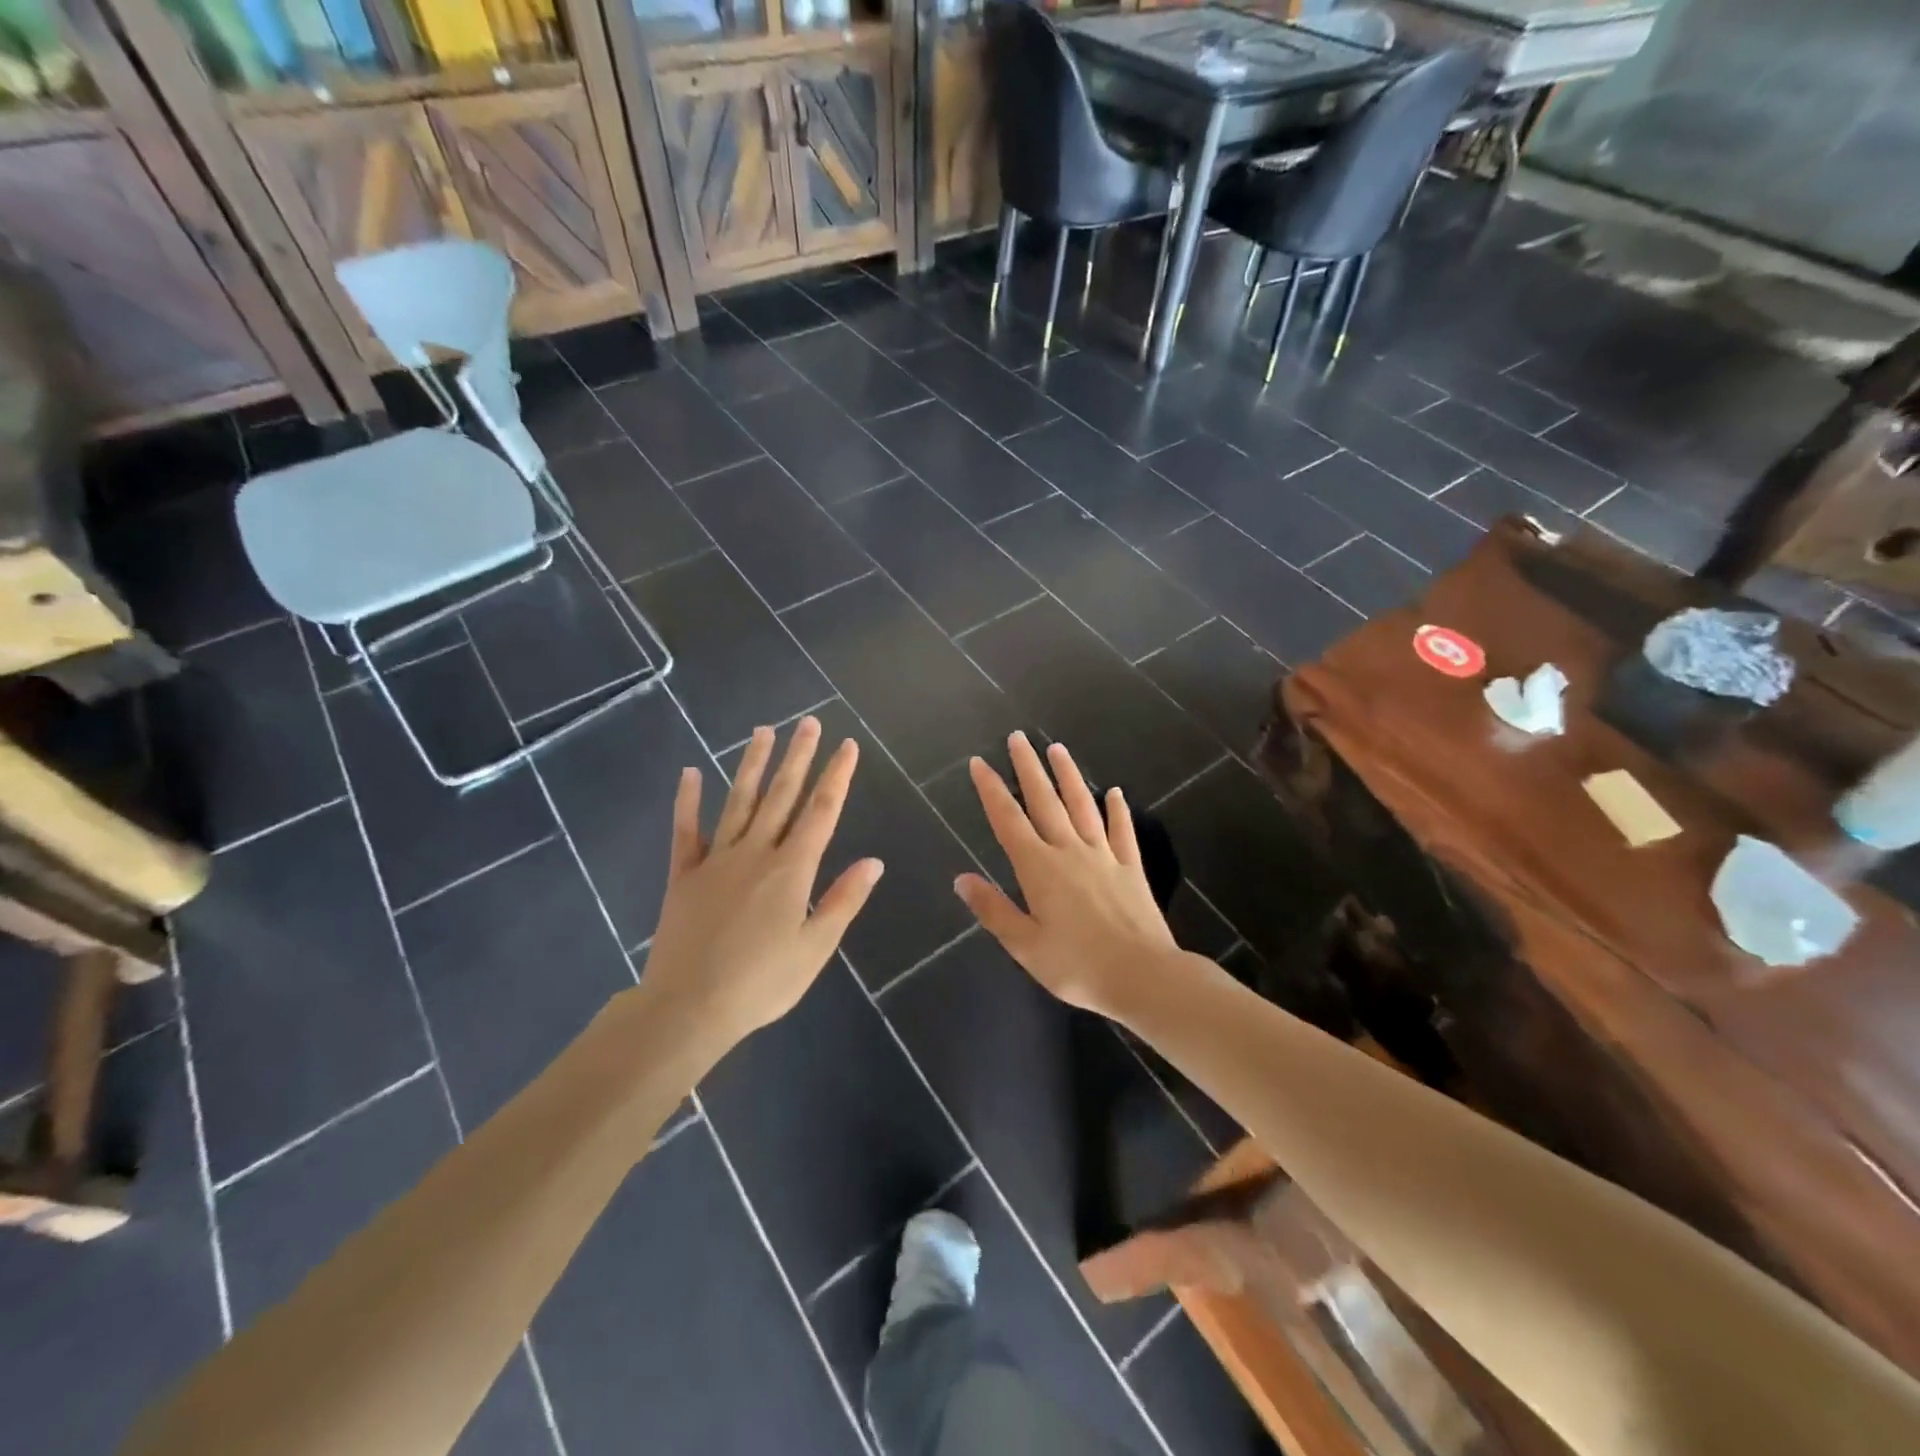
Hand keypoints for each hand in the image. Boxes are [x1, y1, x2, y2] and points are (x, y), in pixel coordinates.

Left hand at [642, 717, 882, 1048]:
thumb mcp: (815, 948)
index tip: (847, 746)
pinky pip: (685, 831)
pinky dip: (687, 801)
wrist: (687, 1007)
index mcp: (791, 870)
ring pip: (739, 801)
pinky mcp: (683, 875)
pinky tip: (690, 772)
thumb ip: (843, 900)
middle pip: (782, 796)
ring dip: (753, 765)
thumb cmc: (761, 983)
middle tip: (809, 722)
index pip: (821, 812)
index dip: (836, 777)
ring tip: (764, 731)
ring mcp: (716, 860)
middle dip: (799, 757)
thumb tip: (873, 861)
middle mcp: (756, 853)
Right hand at [955, 733, 1177, 1017]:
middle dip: (1028, 768)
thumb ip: (993, 909)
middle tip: (1018, 737)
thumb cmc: (1077, 966)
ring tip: (1057, 748)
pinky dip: (1118, 810)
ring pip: (1083, 806)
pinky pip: (1122, 831)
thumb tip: (962, 879)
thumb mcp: (1025, 946)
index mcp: (1039, 868)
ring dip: (1069, 776)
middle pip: (1045, 801)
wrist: (1143, 976)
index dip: (992, 790)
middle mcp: (1070, 851)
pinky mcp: (1131, 868)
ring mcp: (1104, 856)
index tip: (980, 763)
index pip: (1009, 820)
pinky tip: (1115, 793)